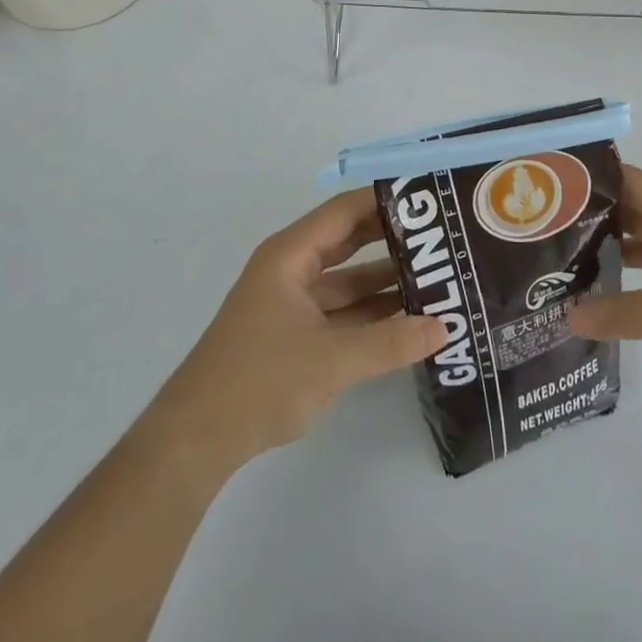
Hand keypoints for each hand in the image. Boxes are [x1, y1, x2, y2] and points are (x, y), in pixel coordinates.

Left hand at [138, 189, 447, 473]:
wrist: (195, 441)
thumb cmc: (258, 381)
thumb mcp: (331, 360)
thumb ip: (389, 342)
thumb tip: (445, 327)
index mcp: (290, 255)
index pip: (346, 211)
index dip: (386, 201)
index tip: (430, 199)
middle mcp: (292, 269)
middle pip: (350, 242)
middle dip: (394, 240)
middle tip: (443, 238)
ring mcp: (294, 303)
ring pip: (349, 281)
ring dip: (388, 282)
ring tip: (439, 279)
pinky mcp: (296, 335)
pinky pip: (343, 313)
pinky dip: (373, 315)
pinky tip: (411, 321)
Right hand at [568, 164, 641, 396]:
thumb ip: (623, 313)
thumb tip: (569, 316)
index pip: (625, 179)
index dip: (589, 178)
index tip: (547, 186)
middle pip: (631, 207)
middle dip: (591, 214)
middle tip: (544, 226)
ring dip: (610, 245)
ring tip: (564, 256)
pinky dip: (633, 272)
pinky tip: (606, 289)